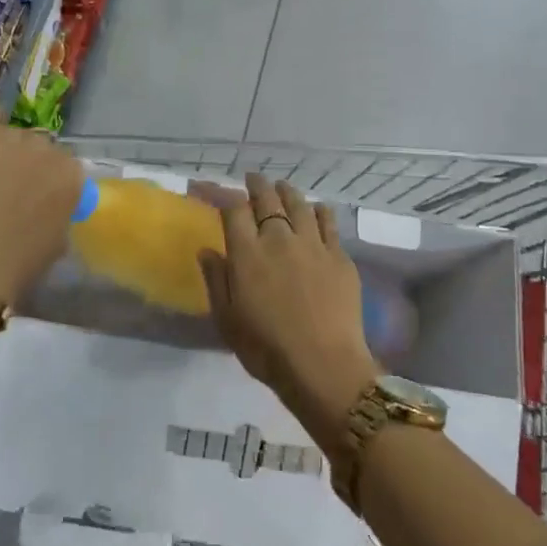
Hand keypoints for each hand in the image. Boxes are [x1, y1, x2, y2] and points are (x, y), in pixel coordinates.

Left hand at [0, 106, 82, 306]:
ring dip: (4, 148)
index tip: (39, 195)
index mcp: (71, 174)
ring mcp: (7, 138)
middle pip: (39, 144)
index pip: (66, 164)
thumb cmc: (20, 264)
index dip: (51, 179)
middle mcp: (44, 147)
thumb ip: (61, 209)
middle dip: (29, 162)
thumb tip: (51, 201)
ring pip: (10, 133)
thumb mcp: (59, 239)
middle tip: (12, 186)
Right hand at [197, 173, 378, 444]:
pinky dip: (318, 210)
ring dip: (287, 191)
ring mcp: (313, 245)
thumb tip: (207, 250)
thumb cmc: (265, 347)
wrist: (323, 365)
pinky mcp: (339, 256)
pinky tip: (316, 210)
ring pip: (299, 204)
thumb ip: (216, 279)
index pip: (232, 209)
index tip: (207, 188)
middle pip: (267, 199)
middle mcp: (280, 239)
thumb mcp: (226, 318)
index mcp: (248, 253)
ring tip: (282, 188)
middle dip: (256, 185)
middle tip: (252, 179)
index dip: (218, 193)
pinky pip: (328, 221)